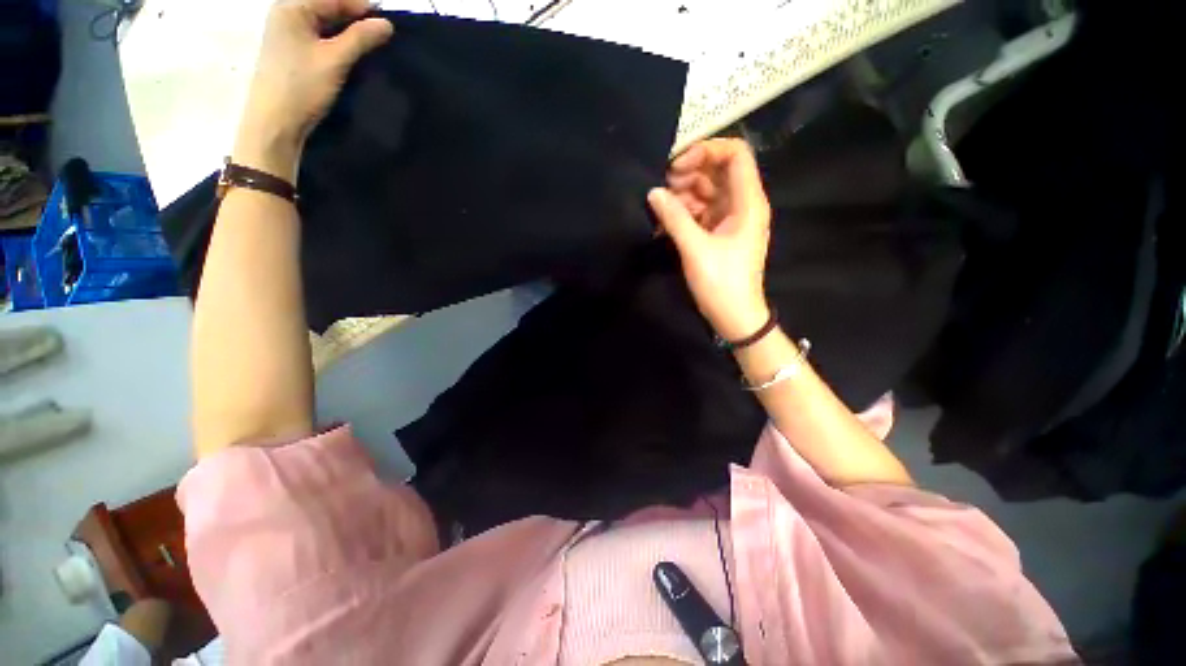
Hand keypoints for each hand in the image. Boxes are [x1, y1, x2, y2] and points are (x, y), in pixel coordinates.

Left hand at [233, 0, 393, 180]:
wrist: (275, 122)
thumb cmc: (302, 87)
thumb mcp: (335, 61)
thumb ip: (361, 39)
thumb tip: (387, 24)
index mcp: (292, 7)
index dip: (362, 7)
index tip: (387, 25)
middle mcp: (287, 13)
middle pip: (328, 6)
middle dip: (355, 19)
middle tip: (382, 37)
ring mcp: (288, 32)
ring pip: (325, 22)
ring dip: (348, 32)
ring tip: (371, 46)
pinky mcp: (293, 51)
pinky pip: (320, 37)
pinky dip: (338, 42)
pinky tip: (352, 55)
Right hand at [648, 138, 772, 341]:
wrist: (735, 316)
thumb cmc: (721, 283)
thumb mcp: (696, 249)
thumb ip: (674, 218)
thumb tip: (654, 193)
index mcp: (748, 201)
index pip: (735, 154)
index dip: (707, 150)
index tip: (678, 165)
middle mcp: (743, 204)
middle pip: (718, 171)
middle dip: (690, 174)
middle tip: (663, 188)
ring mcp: (731, 219)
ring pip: (708, 192)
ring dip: (684, 195)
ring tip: (661, 208)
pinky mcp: (721, 233)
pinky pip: (703, 211)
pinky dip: (686, 212)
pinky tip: (666, 222)